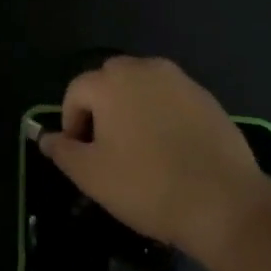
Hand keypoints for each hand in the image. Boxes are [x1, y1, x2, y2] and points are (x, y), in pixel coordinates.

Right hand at [39, 56, 268, 261]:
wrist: (224, 202)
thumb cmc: (147, 186)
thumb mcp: (92, 175)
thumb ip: (63, 151)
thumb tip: (46, 137)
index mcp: (110, 82)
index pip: (76, 91)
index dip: (71, 121)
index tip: (81, 153)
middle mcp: (143, 69)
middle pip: (110, 80)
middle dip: (102, 107)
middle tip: (108, 147)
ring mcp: (179, 80)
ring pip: (143, 86)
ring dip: (133, 107)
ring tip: (140, 147)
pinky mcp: (207, 97)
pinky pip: (171, 98)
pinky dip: (163, 115)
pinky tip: (171, 149)